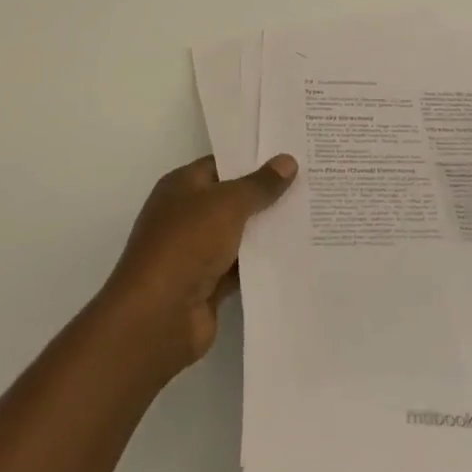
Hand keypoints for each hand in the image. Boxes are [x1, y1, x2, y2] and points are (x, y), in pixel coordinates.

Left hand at [101, 154, 297, 374]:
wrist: (157, 316)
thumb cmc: (186, 245)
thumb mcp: (227, 204)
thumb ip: (259, 185)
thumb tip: (287, 160)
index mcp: (181, 186)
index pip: (222, 165)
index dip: (254, 159)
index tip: (292, 155)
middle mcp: (187, 215)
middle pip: (233, 199)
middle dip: (267, 194)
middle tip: (312, 182)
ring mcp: (197, 252)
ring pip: (240, 234)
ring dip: (268, 230)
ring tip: (314, 215)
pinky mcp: (209, 284)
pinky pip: (242, 267)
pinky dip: (263, 262)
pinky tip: (297, 253)